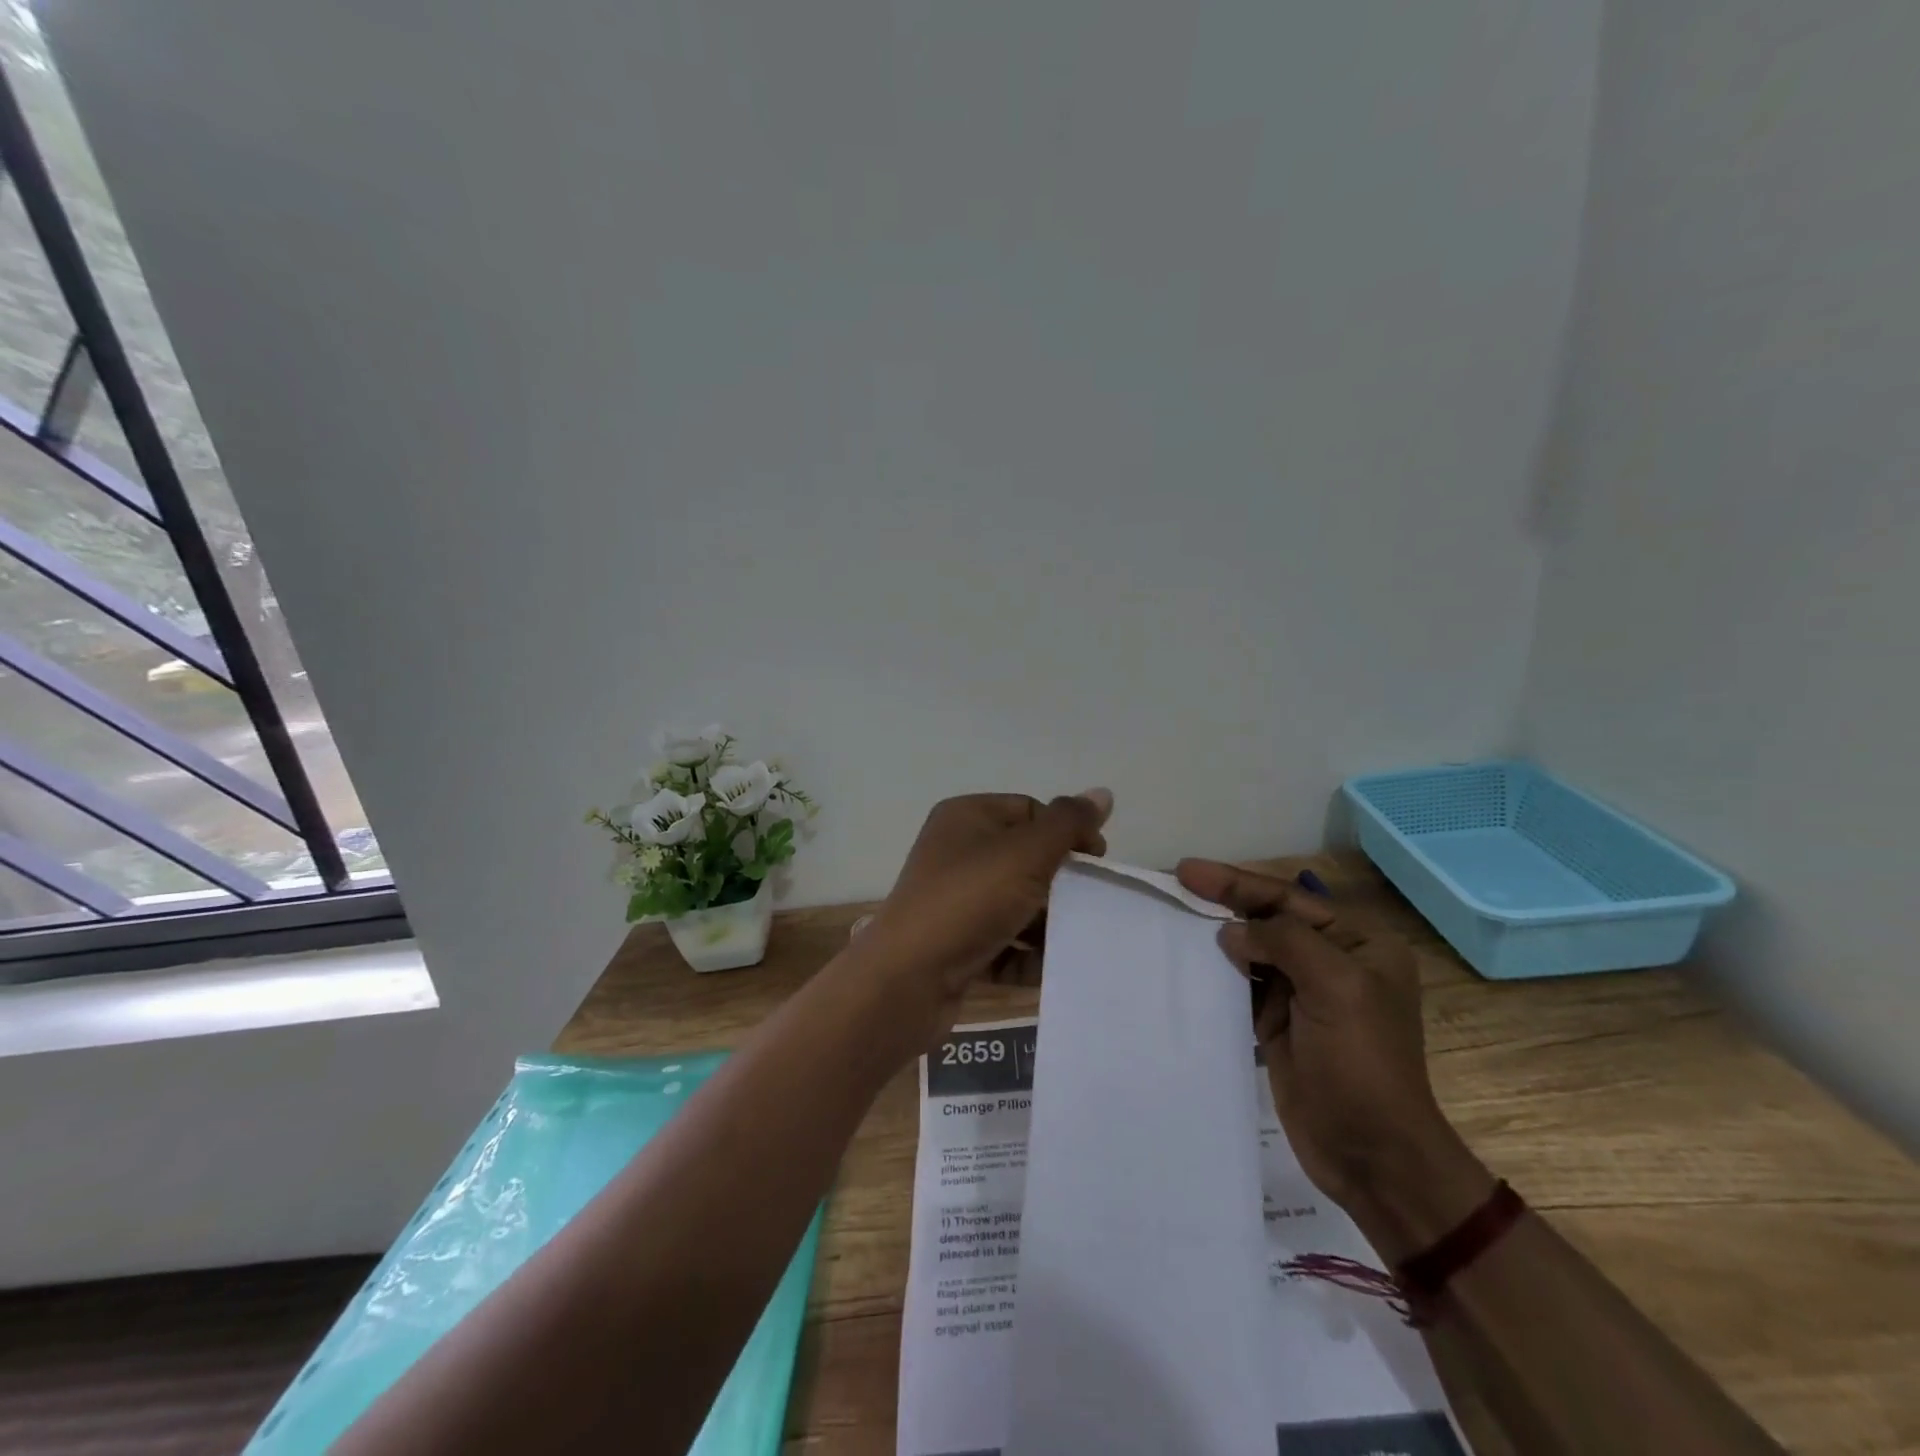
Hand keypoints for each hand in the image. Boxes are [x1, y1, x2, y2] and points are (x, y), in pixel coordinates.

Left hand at [857, 790, 1112, 1047]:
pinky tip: (1046, 970)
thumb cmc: (969, 901)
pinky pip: (1003, 943)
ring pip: (1017, 905)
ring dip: (1047, 924)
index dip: (1067, 832)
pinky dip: (1026, 956)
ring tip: (1074, 941)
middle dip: (1060, 884)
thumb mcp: (1025, 854)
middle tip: (1089, 904)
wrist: (908, 980)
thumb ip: (1067, 824)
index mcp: (967, 817)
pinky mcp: (955, 944)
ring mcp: (954, 901)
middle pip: (1026, 860)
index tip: (1097, 863)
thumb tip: (1103, 792)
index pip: (1030, 811)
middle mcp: (957, 853)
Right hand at [1175, 860, 1478, 1225]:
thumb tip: (1232, 933)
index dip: (1237, 882)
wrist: (1372, 1155)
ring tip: (1173, 916)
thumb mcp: (1335, 987)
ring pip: (1251, 950)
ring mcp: (1304, 994)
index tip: (1188, 871)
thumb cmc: (1362, 1063)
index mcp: (1359, 944)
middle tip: (1176, 883)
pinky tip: (1188, 963)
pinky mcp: (1279, 1023)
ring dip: (1216, 936)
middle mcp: (1333, 961)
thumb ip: (1284, 942)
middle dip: (1224, 901)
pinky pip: (1242, 985)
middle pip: (1268, 919)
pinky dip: (1216, 973)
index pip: (1289, 899)